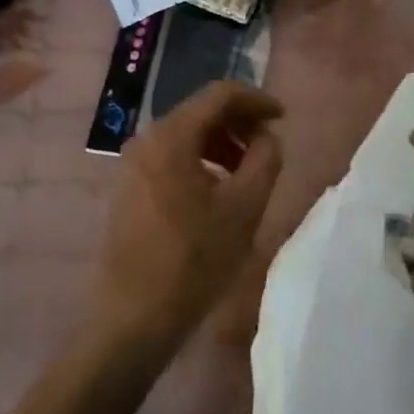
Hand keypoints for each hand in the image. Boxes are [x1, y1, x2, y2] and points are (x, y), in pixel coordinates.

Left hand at [94, 80, 284, 356]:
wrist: (135, 318)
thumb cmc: (195, 260)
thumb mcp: (245, 207)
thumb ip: (266, 158)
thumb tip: (267, 136)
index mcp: (172, 136)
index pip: (221, 94)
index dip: (257, 100)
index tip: (284, 117)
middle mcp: (147, 138)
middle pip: (202, 111)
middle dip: (240, 122)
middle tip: (270, 144)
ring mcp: (133, 163)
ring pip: (187, 134)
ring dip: (223, 142)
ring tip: (249, 169)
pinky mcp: (130, 186)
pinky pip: (172, 156)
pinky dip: (202, 159)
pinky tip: (220, 187)